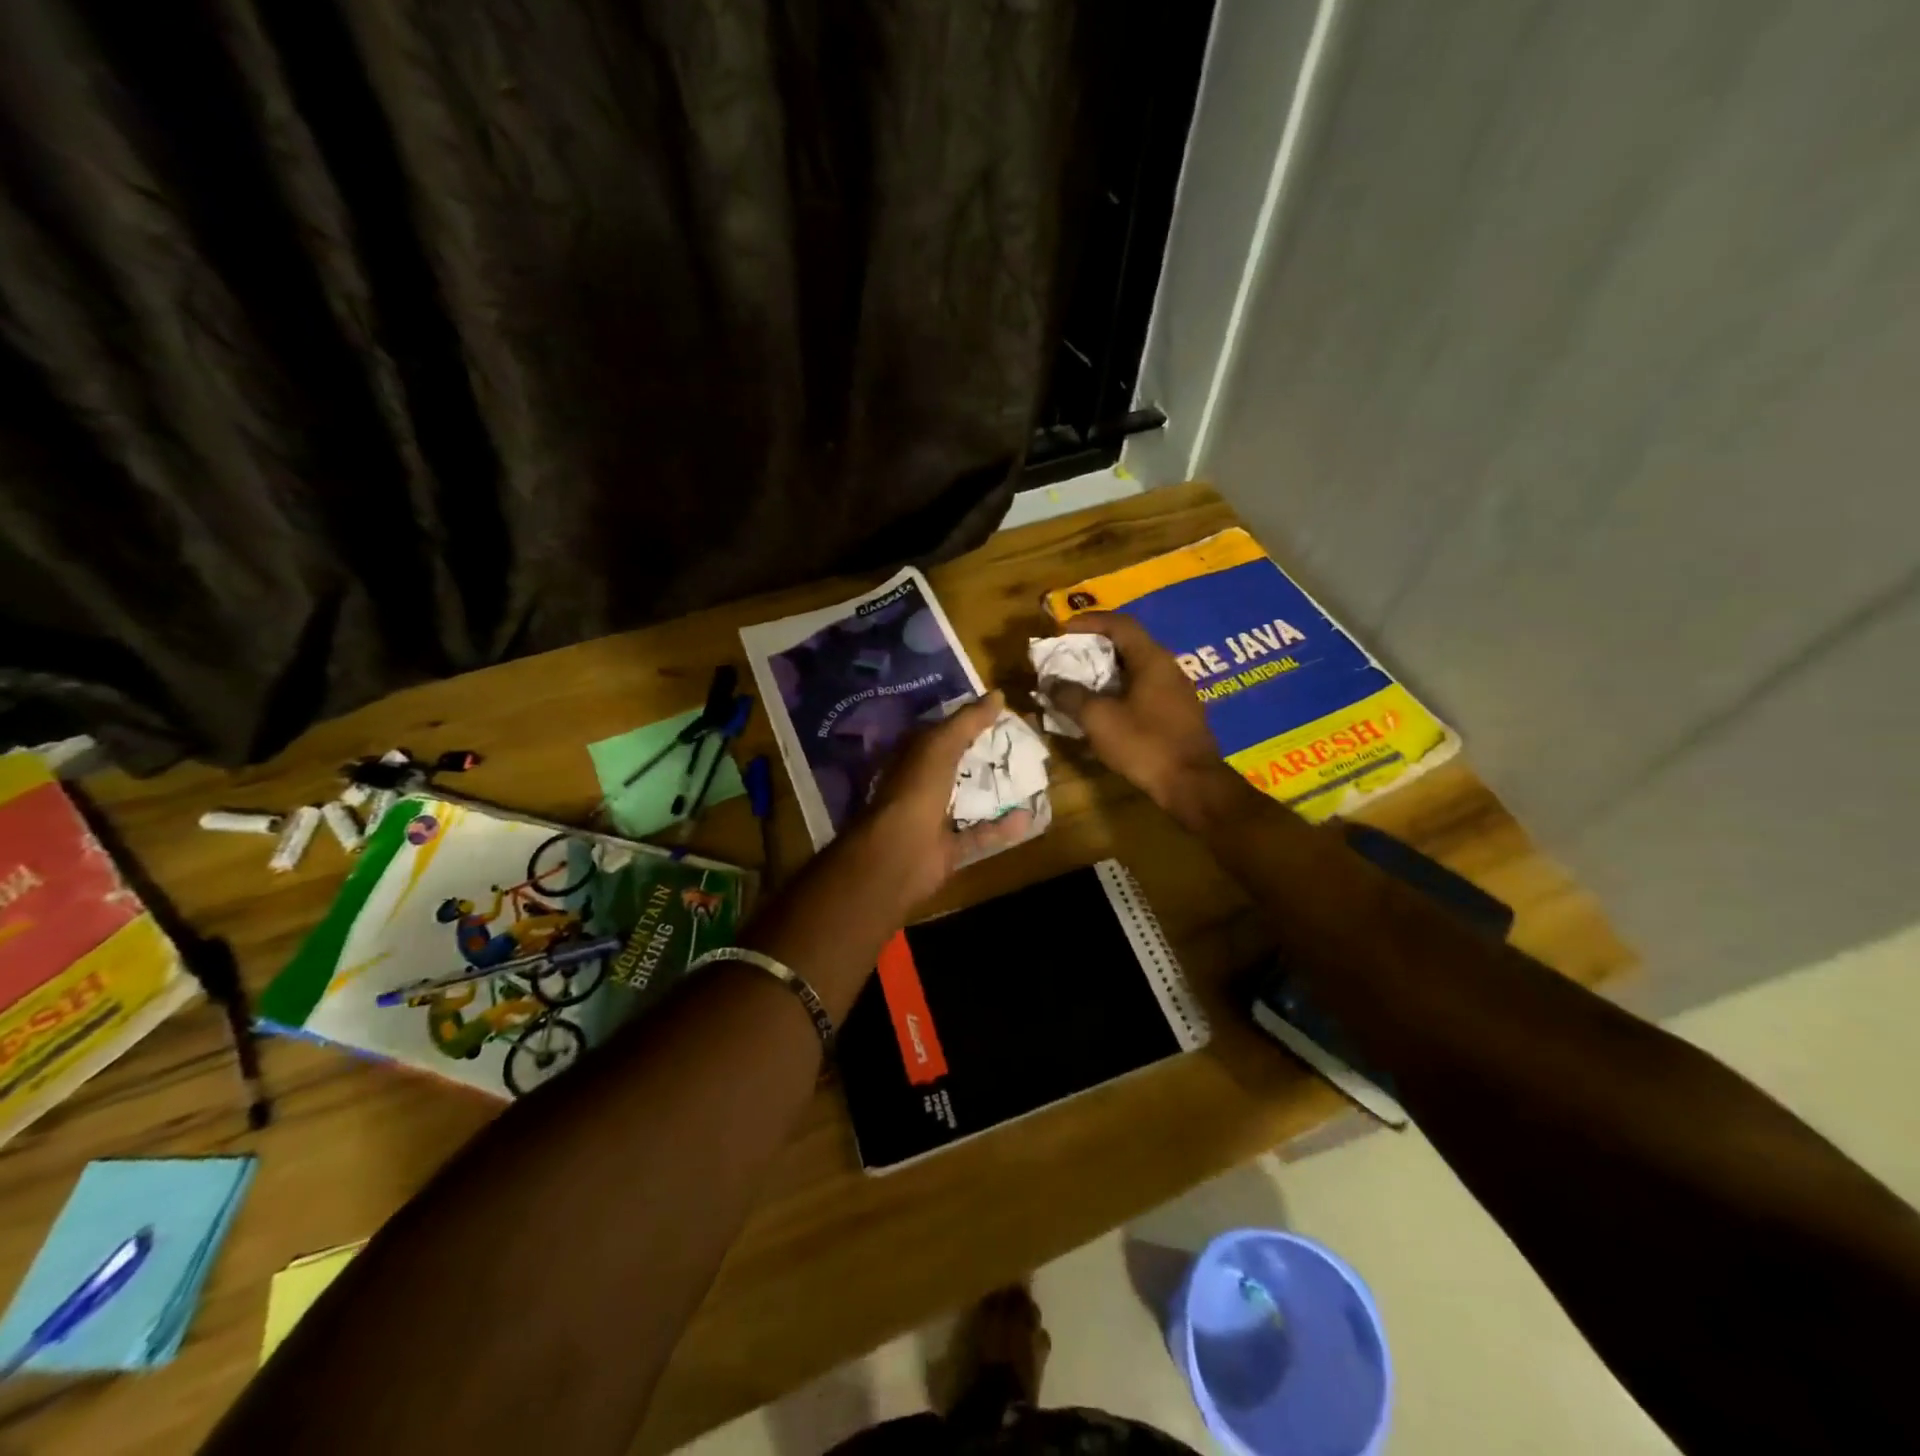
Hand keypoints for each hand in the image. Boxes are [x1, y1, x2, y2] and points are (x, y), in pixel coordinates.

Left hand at [843, 692, 1034, 910]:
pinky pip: (979, 834)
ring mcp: (932, 818)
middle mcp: (920, 785)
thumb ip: (968, 721)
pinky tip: (1028, 816)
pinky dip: (1002, 828)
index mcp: (911, 757)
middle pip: (956, 766)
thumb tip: (998, 694)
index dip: (965, 722)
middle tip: (1022, 745)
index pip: (939, 732)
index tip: (999, 714)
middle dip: (984, 757)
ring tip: (1029, 778)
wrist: (900, 852)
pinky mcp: (948, 847)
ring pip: (967, 800)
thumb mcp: (940, 745)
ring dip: (994, 792)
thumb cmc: (916, 789)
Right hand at [1045, 611, 1225, 812]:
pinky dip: (1119, 693)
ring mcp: (1176, 692)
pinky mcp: (1177, 715)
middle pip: (1128, 645)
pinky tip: (1104, 712)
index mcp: (1152, 659)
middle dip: (1094, 649)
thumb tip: (1050, 683)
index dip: (1089, 622)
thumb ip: (1071, 696)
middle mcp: (1168, 668)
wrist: (1192, 784)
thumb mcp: (1099, 719)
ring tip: (1079, 685)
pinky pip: (1143, 692)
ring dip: (1105, 674)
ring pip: (1135, 671)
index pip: (1120, 624)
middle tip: (1067, 658)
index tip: (1062, 630)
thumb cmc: (1145, 743)